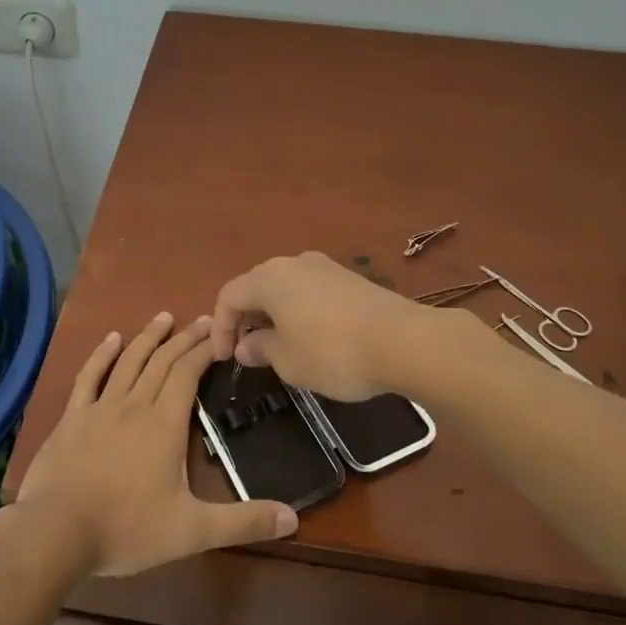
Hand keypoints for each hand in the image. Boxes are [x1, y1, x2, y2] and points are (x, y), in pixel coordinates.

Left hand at [15, 311, 298, 578]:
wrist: (56, 533)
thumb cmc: (127, 529)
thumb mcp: (192, 531)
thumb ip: (242, 522)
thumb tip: (293, 518)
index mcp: (164, 423)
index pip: (188, 373)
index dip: (205, 350)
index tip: (221, 334)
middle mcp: (135, 404)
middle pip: (162, 361)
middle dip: (184, 338)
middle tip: (202, 319)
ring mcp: (100, 408)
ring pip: (129, 361)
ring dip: (148, 337)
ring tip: (164, 318)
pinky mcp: (73, 418)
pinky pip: (89, 377)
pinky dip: (101, 355)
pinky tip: (111, 339)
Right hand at [209, 251, 435, 400]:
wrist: (405, 341)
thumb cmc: (335, 353)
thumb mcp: (289, 361)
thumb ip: (261, 349)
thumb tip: (246, 345)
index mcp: (270, 279)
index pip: (229, 296)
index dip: (220, 328)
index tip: (226, 359)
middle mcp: (293, 263)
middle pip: (255, 285)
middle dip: (244, 317)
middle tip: (247, 350)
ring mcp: (324, 266)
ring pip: (284, 286)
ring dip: (272, 313)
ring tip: (276, 344)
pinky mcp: (348, 277)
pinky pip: (308, 289)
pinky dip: (297, 309)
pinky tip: (309, 335)